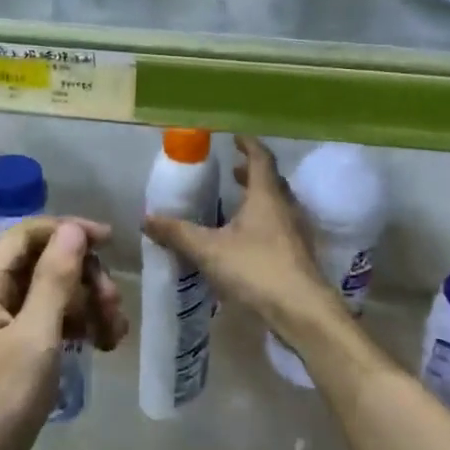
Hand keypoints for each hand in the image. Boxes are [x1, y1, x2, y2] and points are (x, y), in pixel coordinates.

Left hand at [0, 219, 126, 449]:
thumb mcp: (34, 338)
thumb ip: (55, 279)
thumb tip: (73, 228)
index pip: (26, 236)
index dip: (68, 232)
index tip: (110, 243)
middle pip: (41, 266)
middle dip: (83, 279)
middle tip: (114, 307)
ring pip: (48, 297)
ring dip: (84, 306)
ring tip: (114, 334)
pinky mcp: (9, 356)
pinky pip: (46, 325)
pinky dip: (73, 329)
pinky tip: (99, 345)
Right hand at [142, 136, 337, 345]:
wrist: (302, 311)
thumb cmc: (256, 269)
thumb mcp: (209, 250)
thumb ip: (178, 233)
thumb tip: (147, 218)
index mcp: (266, 196)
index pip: (261, 159)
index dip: (248, 145)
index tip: (235, 137)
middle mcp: (286, 208)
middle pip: (272, 182)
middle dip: (252, 174)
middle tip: (233, 172)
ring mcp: (297, 233)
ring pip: (278, 206)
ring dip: (259, 199)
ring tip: (236, 205)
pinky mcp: (300, 256)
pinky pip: (281, 228)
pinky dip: (264, 223)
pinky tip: (247, 241)